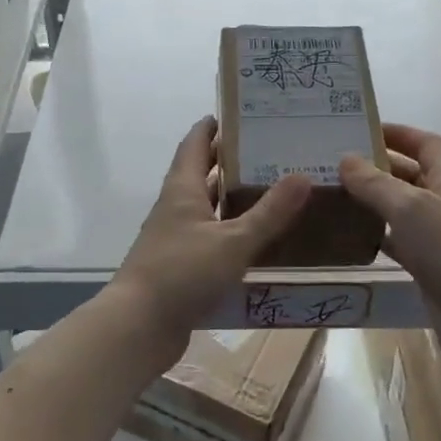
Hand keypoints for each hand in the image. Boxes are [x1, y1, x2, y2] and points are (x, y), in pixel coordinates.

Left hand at [110, 117, 311, 364]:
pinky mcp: (180, 266)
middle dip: (232, 161)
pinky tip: (258, 241)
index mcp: (182, 189)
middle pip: (202, 174)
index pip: (195, 143)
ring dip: (233, 199)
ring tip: (274, 192)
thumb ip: (269, 212)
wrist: (138, 327)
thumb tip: (303, 175)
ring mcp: (175, 238)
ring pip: (208, 209)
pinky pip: (210, 239)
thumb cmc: (182, 273)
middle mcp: (176, 208)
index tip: (241, 114)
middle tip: (272, 153)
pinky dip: (231, 232)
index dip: (213, 126)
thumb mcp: (233, 241)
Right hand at [340, 125, 440, 371]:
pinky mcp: (430, 263)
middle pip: (410, 173)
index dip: (397, 133)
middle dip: (377, 166)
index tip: (361, 130)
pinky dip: (377, 232)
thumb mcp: (409, 208)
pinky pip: (399, 238)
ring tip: (334, 194)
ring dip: (373, 199)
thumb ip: (375, 183)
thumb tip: (346, 159)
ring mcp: (439, 234)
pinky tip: (349, 233)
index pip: (426, 142)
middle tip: (335, 163)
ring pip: (401, 207)